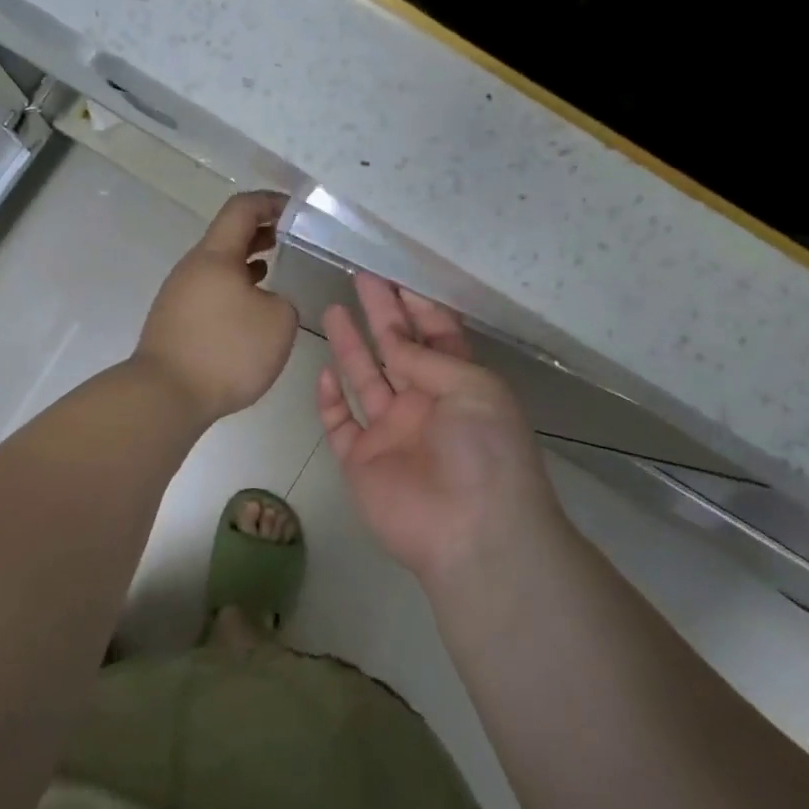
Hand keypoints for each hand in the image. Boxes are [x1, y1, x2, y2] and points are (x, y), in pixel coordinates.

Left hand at [135, 191, 298, 424]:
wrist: (165, 396)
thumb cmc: (226, 350)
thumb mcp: (279, 322)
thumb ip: (283, 301)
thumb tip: (267, 301)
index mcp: (216, 255)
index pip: (242, 209)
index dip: (271, 202)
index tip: (297, 210)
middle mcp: (193, 267)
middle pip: (228, 235)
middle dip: (261, 231)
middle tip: (292, 238)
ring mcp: (179, 293)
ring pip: (218, 265)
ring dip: (247, 261)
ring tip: (275, 269)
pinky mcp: (175, 320)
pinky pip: (210, 290)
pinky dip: (234, 287)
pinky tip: (250, 308)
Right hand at [318, 273, 559, 588]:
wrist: (472, 532)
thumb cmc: (485, 451)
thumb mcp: (473, 388)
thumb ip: (427, 357)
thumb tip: (392, 338)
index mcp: (459, 385)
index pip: (436, 336)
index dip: (417, 306)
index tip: (397, 277)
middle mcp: (424, 404)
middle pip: (397, 349)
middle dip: (381, 313)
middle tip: (362, 277)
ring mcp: (390, 432)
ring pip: (365, 379)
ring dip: (351, 346)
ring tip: (333, 308)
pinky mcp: (361, 460)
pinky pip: (340, 424)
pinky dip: (329, 400)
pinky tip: (324, 372)